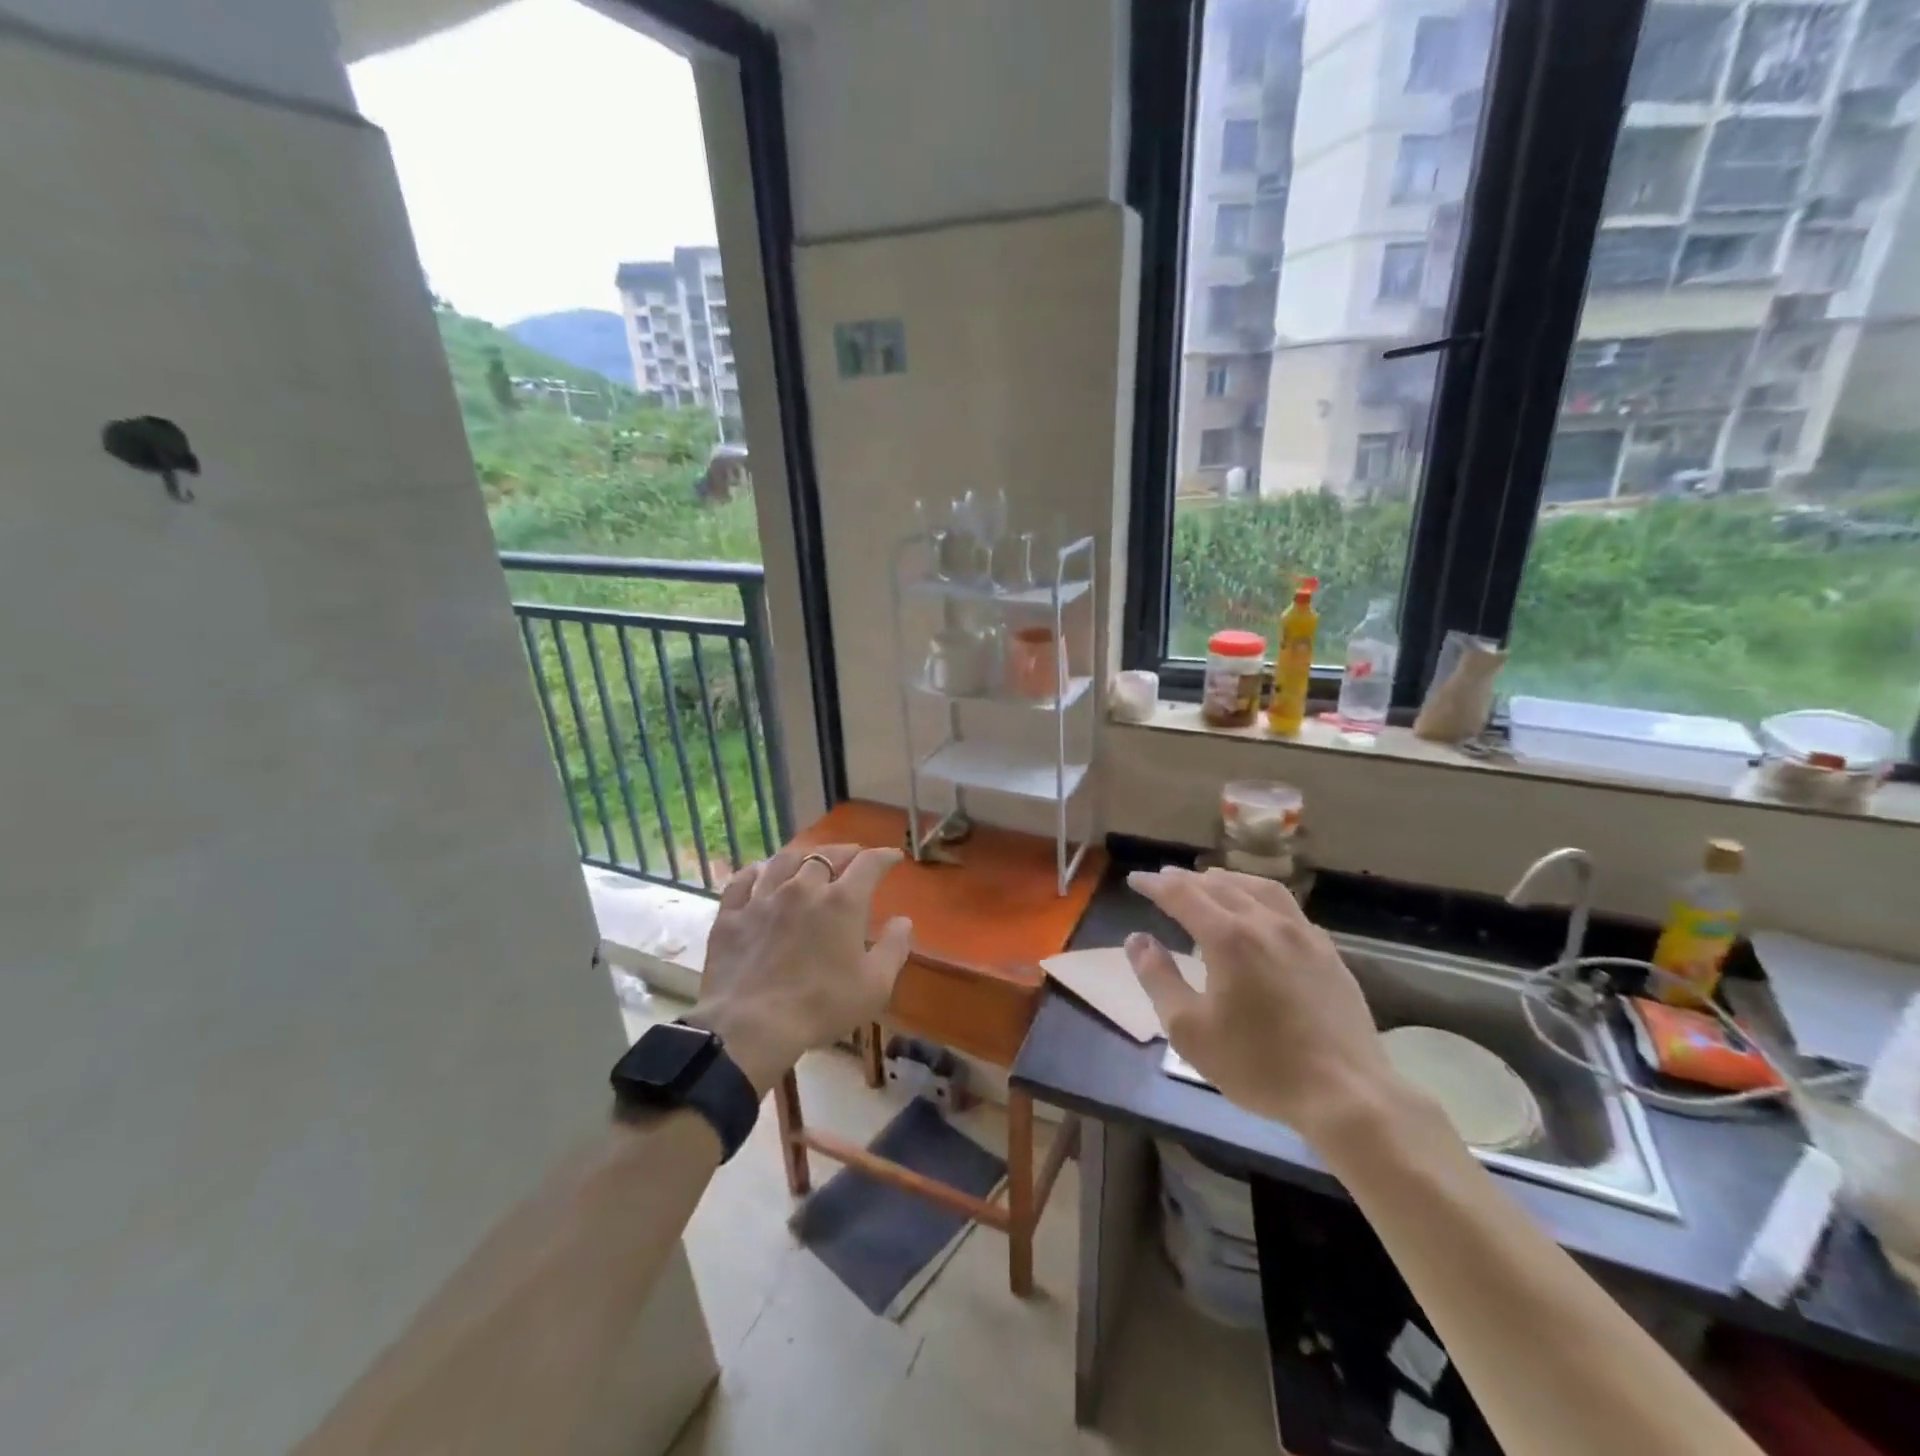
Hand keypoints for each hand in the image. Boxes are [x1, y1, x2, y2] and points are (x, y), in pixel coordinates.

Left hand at [685, 843, 911, 1095]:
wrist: (750, 1026)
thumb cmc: (821, 1006)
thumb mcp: (874, 986)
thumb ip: (894, 948)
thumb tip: (903, 920)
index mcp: (842, 902)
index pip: (869, 865)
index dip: (884, 856)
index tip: (894, 856)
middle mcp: (803, 889)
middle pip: (825, 856)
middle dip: (843, 852)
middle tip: (852, 855)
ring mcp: (763, 899)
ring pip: (783, 861)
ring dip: (802, 856)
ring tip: (809, 858)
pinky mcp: (731, 916)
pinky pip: (741, 882)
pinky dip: (754, 872)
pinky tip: (758, 872)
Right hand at [1123, 866, 1391, 1139]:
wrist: (1347, 1095)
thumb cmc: (1258, 1065)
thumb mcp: (1189, 1030)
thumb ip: (1158, 979)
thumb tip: (1137, 940)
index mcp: (1228, 938)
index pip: (1181, 894)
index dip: (1155, 884)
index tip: (1135, 879)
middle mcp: (1265, 923)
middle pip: (1219, 885)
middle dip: (1186, 879)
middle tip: (1164, 878)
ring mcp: (1303, 935)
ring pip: (1259, 889)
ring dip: (1227, 880)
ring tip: (1209, 881)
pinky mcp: (1328, 953)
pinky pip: (1288, 908)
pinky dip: (1261, 897)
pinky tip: (1260, 912)